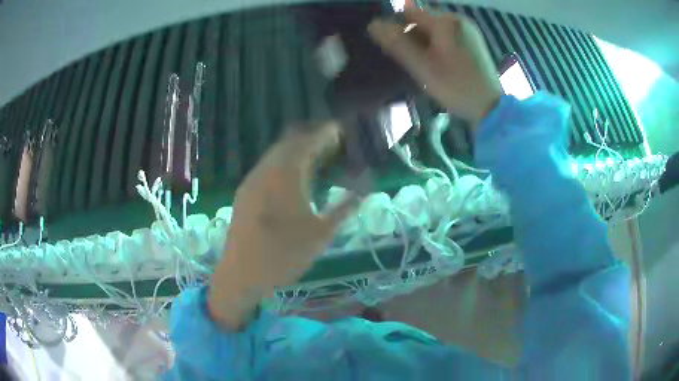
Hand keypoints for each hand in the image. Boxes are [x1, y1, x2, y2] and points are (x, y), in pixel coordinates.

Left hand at [209, 122, 357, 328]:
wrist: (242, 274)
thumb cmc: (284, 254)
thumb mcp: (322, 234)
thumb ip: (344, 208)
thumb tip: (363, 191)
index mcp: (287, 175)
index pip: (309, 141)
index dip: (326, 132)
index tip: (340, 129)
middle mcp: (267, 169)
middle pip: (290, 140)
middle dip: (311, 137)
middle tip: (331, 143)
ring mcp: (252, 180)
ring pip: (276, 153)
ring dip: (296, 150)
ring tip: (315, 159)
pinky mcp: (244, 192)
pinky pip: (267, 166)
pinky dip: (283, 162)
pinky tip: (291, 178)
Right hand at [368, 8, 501, 124]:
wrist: (490, 108)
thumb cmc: (455, 86)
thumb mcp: (422, 66)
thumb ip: (397, 43)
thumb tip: (373, 24)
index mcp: (444, 22)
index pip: (409, 13)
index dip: (397, 27)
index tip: (396, 49)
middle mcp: (457, 19)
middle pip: (423, 20)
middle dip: (412, 36)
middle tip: (413, 61)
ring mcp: (467, 29)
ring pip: (434, 29)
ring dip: (424, 42)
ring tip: (426, 64)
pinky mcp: (473, 40)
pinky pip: (447, 35)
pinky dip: (437, 45)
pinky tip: (440, 62)